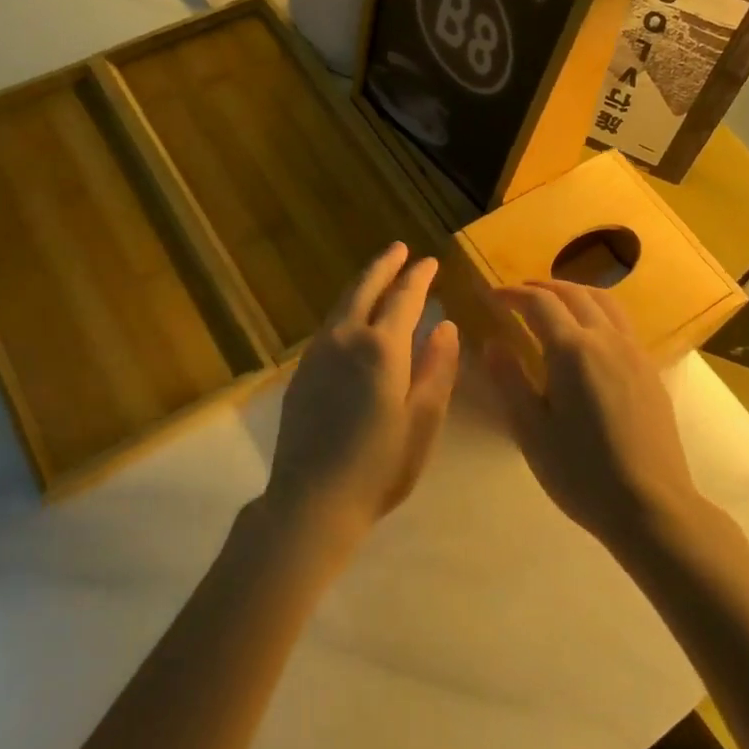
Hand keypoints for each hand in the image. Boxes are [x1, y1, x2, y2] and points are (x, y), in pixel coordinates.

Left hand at [264, 243, 459, 551]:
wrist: (312, 499)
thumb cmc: (379, 465)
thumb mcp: (422, 420)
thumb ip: (437, 369)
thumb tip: (446, 326)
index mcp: (382, 348)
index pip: (404, 297)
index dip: (418, 277)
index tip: (430, 261)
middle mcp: (345, 339)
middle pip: (365, 288)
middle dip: (384, 265)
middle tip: (399, 249)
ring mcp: (318, 353)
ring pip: (343, 304)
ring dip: (363, 284)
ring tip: (378, 275)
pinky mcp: (302, 370)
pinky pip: (329, 325)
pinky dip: (347, 309)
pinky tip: (353, 318)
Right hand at [485, 281, 700, 548]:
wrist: (650, 506)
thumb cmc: (580, 471)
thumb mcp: (530, 429)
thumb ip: (509, 379)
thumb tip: (492, 343)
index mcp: (573, 350)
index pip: (539, 303)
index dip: (513, 294)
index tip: (492, 296)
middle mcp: (607, 339)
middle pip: (574, 293)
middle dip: (542, 287)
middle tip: (518, 294)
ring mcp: (634, 353)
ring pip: (605, 302)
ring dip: (574, 292)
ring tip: (554, 302)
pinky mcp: (650, 371)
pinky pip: (621, 323)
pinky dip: (598, 311)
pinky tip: (589, 334)